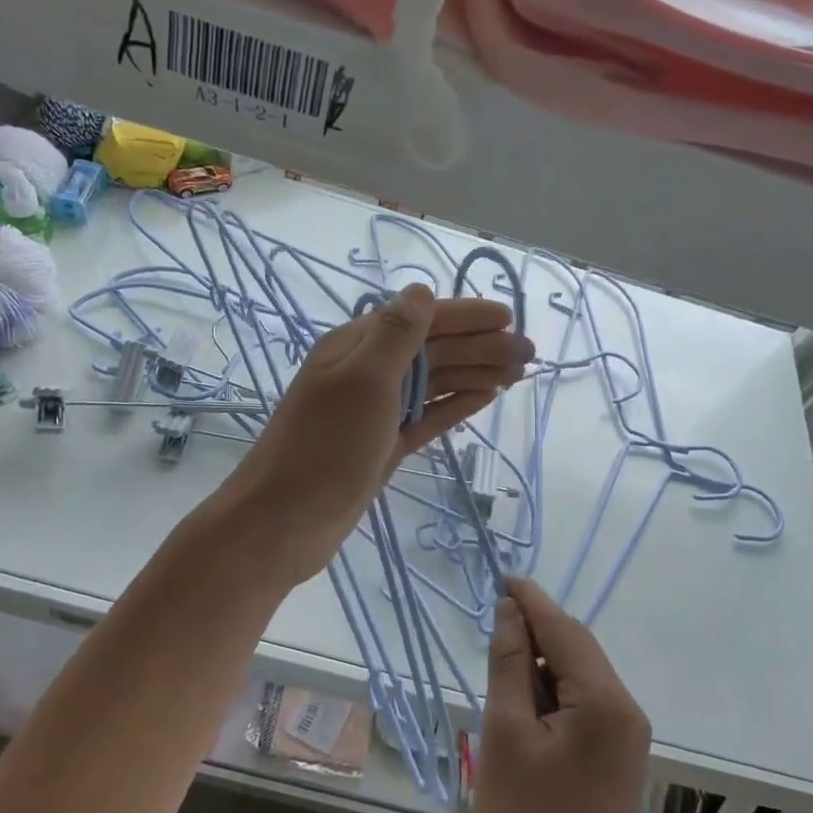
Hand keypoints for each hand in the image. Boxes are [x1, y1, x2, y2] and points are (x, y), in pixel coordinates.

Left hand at [231, 284, 530, 578]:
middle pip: (434, 350)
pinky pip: (428, 414)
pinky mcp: (385, 443)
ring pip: (435, 382)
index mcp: (358, 346)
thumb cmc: (324, 447)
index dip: (466, 316)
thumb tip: (422, 291)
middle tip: (529, 353)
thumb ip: (395, 335)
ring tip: (518, 374)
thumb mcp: (362, 381)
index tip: (510, 317)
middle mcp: (369, 371)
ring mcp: (377, 409)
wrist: (283, 522)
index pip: (421, 319)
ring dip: (476, 372)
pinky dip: (456, 404)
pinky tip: (485, 397)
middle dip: (481, 346)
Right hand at [476, 579, 650, 812]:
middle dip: (536, 633)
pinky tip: (525, 707)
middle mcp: (627, 710)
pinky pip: (585, 705)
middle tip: (492, 627)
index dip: (530, 600)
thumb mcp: (504, 736)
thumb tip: (510, 611)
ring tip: (502, 674)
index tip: (500, 576)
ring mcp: (629, 737)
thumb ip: (510, 664)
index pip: (563, 629)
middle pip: (576, 649)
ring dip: (543, 666)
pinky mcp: (620, 759)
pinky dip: (554, 695)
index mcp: (604, 701)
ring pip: (580, 676)